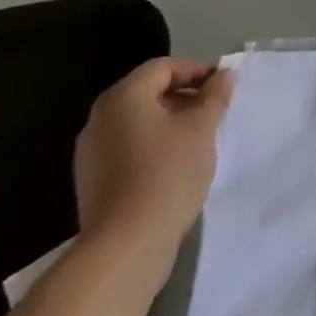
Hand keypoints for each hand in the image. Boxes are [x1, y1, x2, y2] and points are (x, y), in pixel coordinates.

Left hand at [74, 58, 234, 282]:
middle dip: (184, 97)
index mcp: (123, 97)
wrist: (125, 248)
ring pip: (138, 123)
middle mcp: (100, 118)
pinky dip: (153, 147)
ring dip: (170, 123)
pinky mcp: (92, 182)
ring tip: (199, 139)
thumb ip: (215, 96)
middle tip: (214, 111)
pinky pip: (127, 149)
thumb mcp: (202, 128)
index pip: (163, 67)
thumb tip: (224, 74)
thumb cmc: (167, 174)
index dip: (197, 70)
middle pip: (148, 93)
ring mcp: (91, 153)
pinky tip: (176, 166)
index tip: (223, 86)